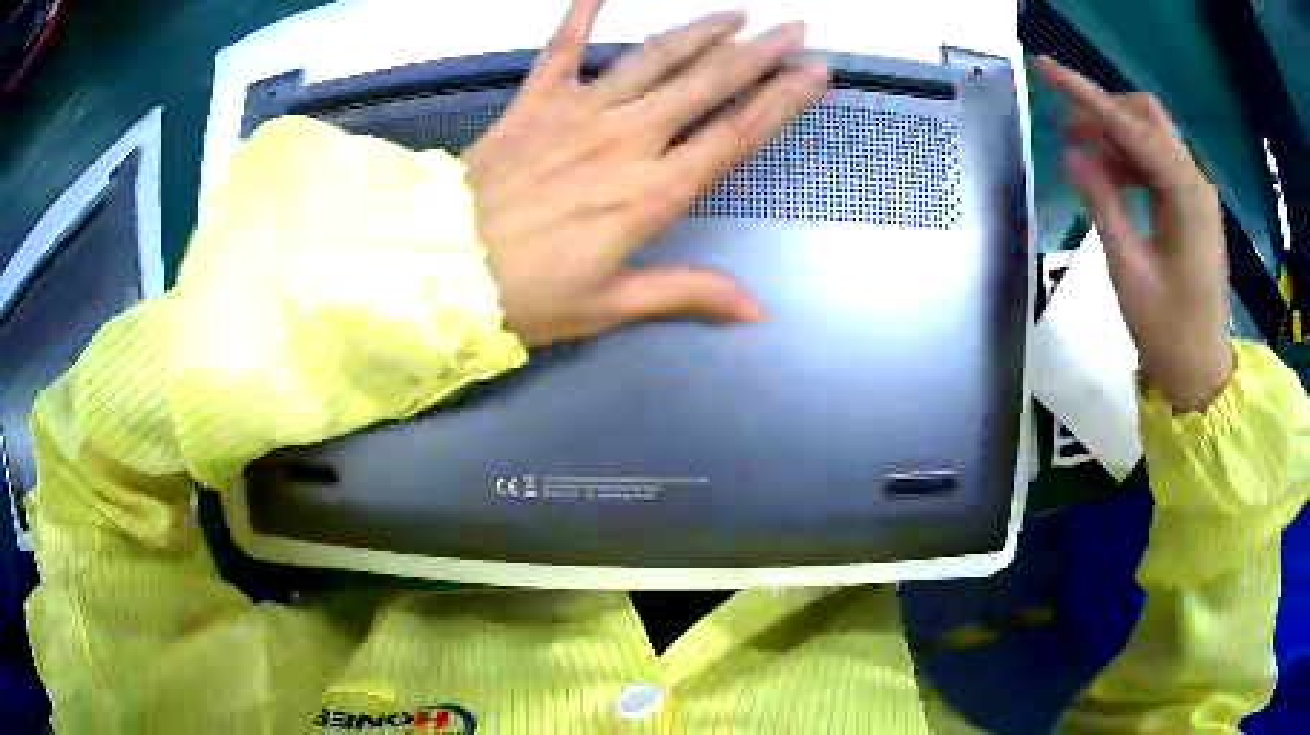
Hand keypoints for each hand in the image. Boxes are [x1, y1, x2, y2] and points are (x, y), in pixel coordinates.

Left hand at [462, 0, 828, 345]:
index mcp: (652, 193)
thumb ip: (687, 294)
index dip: (781, 101)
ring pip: (653, 57)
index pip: (735, 135)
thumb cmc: (526, 295)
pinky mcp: (535, 101)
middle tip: (793, 28)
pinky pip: (562, 47)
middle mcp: (627, 140)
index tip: (814, 73)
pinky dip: (580, 12)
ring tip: (736, 13)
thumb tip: (759, 310)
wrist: (440, 268)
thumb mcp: (610, 306)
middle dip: (758, 52)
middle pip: (707, 83)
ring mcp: (579, 112)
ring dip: (699, 30)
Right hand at [1037, 56, 1233, 412]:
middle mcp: (1194, 181)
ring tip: (1082, 163)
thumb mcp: (1129, 269)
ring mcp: (1194, 193)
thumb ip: (1102, 204)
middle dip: (1105, 113)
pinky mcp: (1190, 207)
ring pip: (1150, 137)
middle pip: (1146, 117)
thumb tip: (1071, 153)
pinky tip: (1108, 180)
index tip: (1045, 69)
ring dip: (1114, 139)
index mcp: (1185, 193)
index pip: (1131, 126)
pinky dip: (1128, 162)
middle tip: (1069, 133)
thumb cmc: (1168, 330)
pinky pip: (1155, 164)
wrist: (1201, 372)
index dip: (1086, 95)